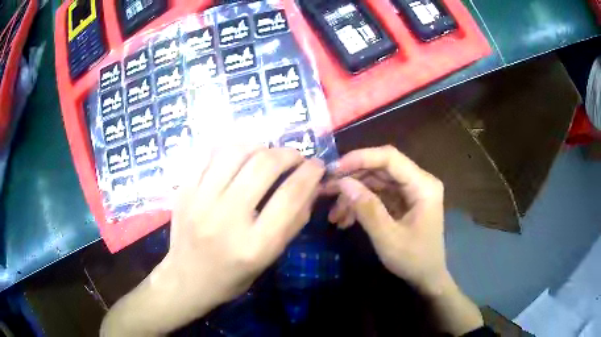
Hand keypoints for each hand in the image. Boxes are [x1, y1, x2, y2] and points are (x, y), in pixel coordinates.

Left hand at [101, 146, 324, 335]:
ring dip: (260, 146)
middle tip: (296, 157)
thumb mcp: (269, 258)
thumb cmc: (233, 276)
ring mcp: (200, 200)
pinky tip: (240, 155)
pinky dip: (231, 148)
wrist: (187, 278)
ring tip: (268, 154)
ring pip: (236, 152)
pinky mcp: (184, 190)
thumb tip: (310, 186)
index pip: (290, 196)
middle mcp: (226, 218)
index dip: (310, 174)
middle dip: (288, 154)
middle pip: (263, 166)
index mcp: (254, 245)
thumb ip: (293, 222)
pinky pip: (210, 153)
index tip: (317, 165)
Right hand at [326, 146, 483, 335]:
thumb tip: (343, 182)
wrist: (427, 278)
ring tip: (334, 215)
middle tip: (327, 190)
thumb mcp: (388, 238)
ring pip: (376, 182)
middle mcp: (419, 182)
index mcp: (423, 186)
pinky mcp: (403, 201)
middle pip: (381, 168)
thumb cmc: (413, 260)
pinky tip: (345, 220)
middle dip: (352, 179)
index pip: (390, 158)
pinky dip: (361, 204)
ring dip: (354, 195)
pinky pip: (379, 195)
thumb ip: (367, 209)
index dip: (360, 158)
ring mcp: (411, 191)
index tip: (334, 169)